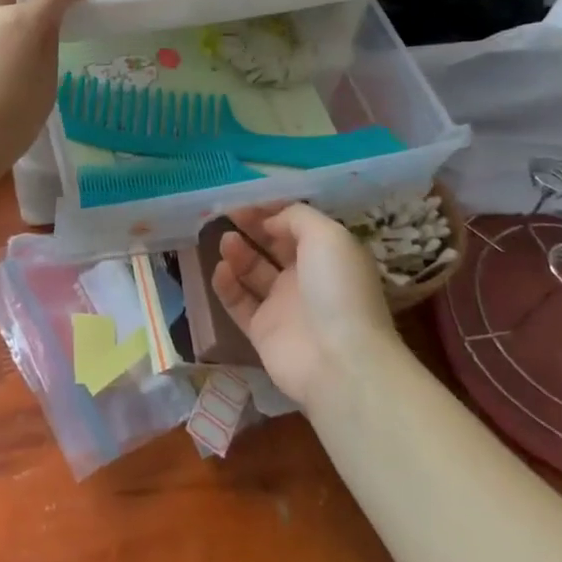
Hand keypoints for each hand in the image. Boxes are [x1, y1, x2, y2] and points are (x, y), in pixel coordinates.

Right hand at [212, 203, 407, 407]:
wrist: (339, 361)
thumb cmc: (337, 288)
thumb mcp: (327, 235)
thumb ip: (296, 217)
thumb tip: (269, 220)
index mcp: (327, 254)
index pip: (294, 225)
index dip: (271, 210)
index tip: (245, 200)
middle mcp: (306, 277)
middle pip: (272, 245)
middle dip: (251, 227)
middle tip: (226, 213)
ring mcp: (283, 305)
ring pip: (253, 271)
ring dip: (238, 253)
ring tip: (226, 242)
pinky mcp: (262, 330)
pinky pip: (239, 302)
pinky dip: (227, 285)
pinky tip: (221, 269)